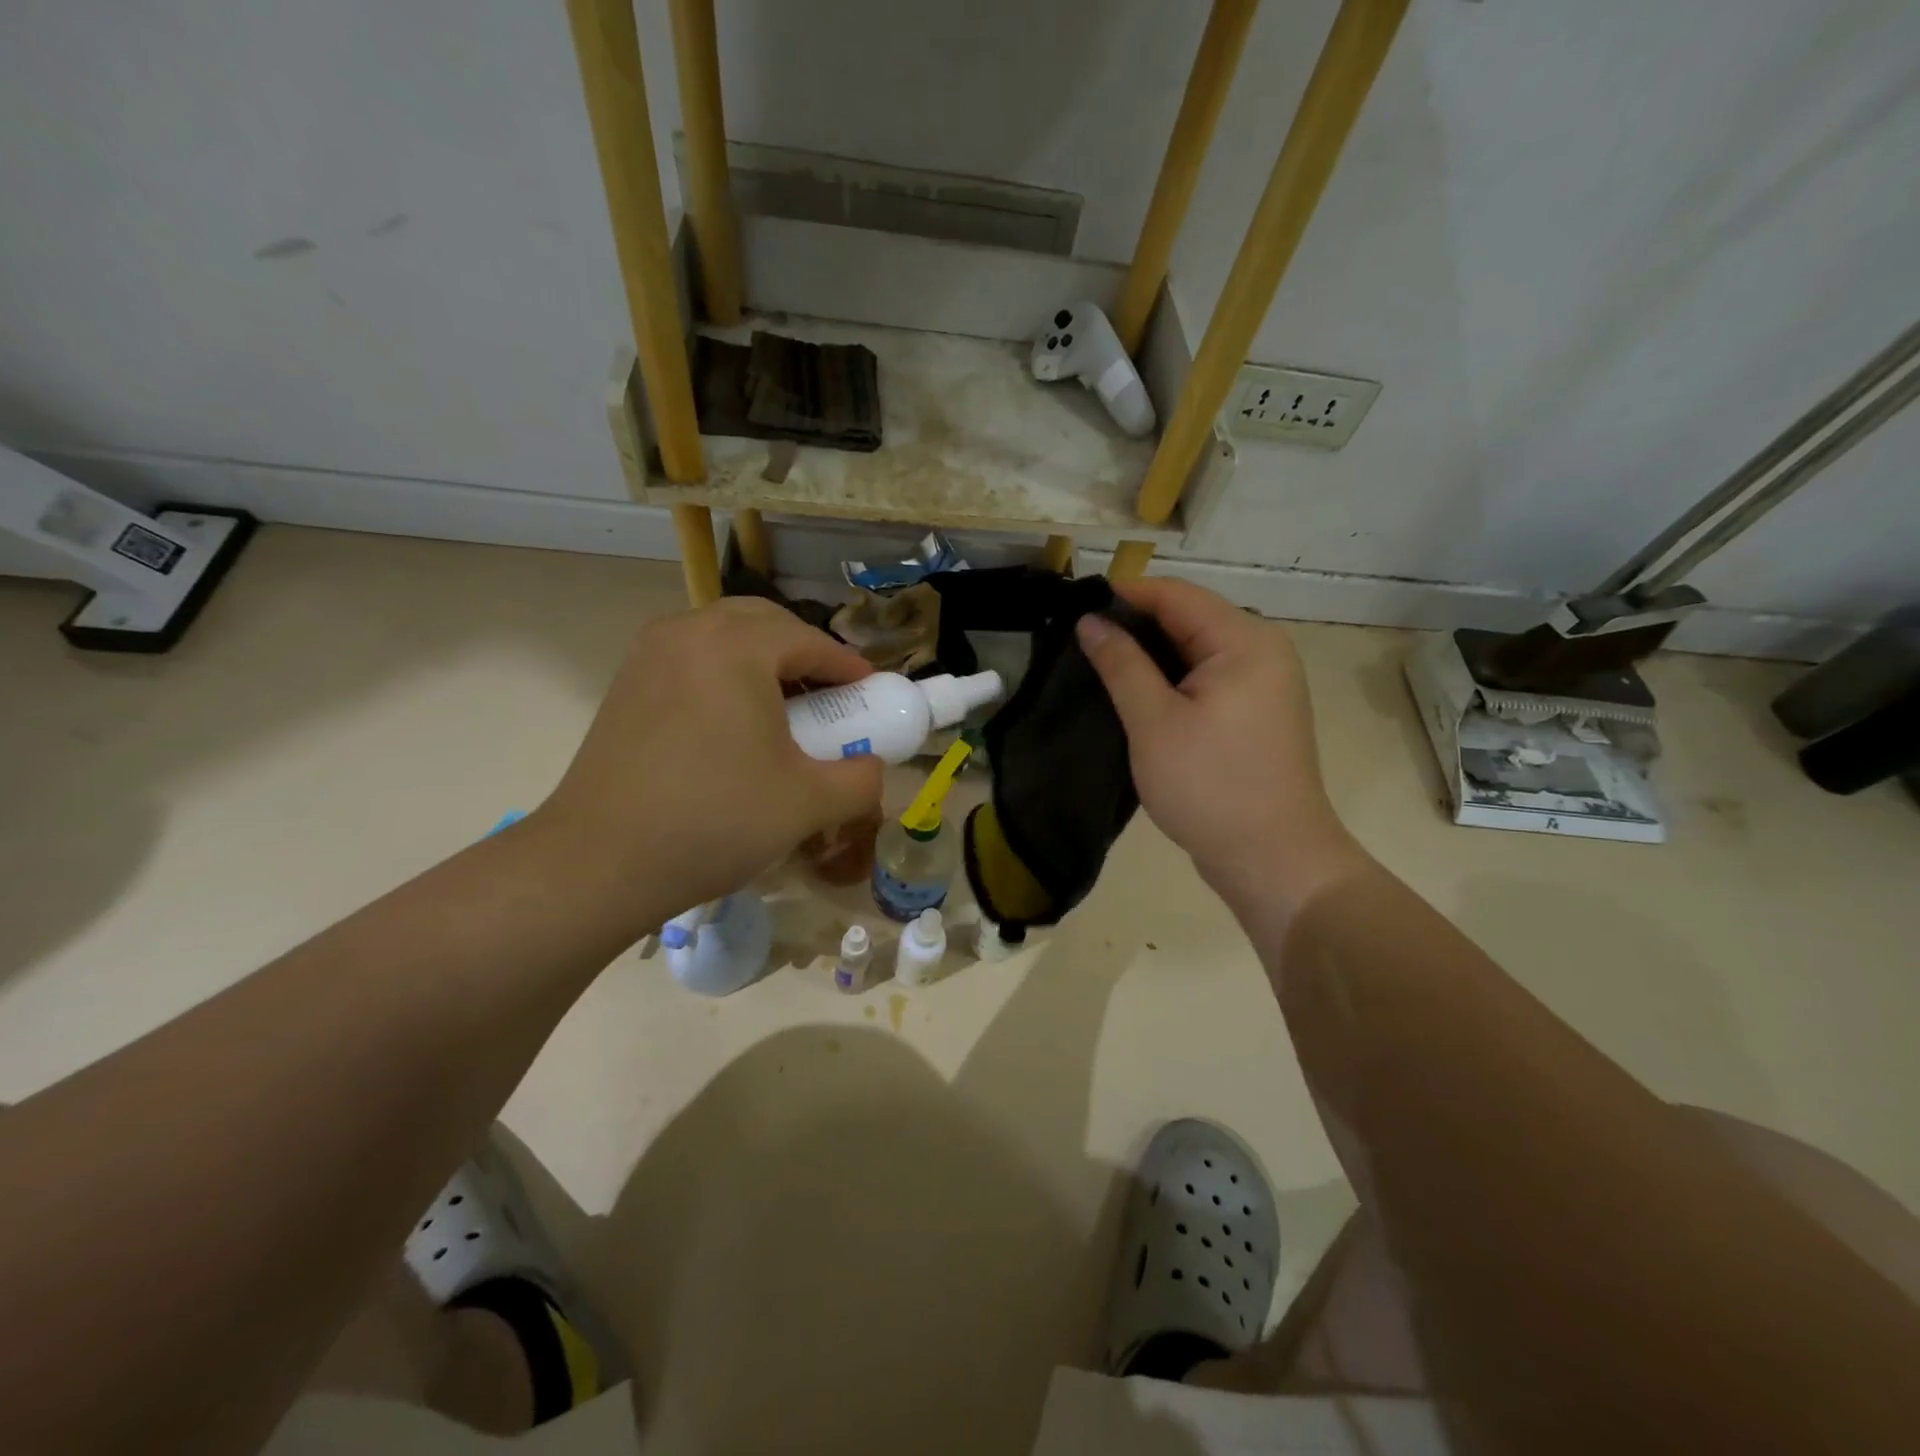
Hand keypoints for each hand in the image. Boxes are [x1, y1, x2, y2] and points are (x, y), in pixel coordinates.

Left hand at [538, 597, 882, 926]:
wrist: (598, 862)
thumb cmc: (714, 820)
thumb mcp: (808, 803)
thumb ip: (861, 779)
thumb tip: (872, 767)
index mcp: (735, 646)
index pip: (809, 640)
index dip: (848, 668)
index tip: (872, 694)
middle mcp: (688, 632)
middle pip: (764, 624)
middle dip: (804, 653)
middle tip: (829, 697)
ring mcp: (648, 656)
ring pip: (722, 638)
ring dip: (762, 662)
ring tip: (783, 711)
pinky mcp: (625, 685)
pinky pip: (691, 661)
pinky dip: (724, 676)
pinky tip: (733, 726)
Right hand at [1076, 579, 1365, 907]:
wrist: (1273, 859)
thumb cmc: (1211, 786)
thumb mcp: (1154, 722)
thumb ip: (1121, 664)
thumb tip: (1090, 621)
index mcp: (1244, 641)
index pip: (1176, 595)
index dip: (1125, 595)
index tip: (1075, 607)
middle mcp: (1262, 651)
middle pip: (1189, 618)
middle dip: (1135, 625)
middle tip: (1079, 641)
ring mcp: (1263, 684)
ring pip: (1196, 651)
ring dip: (1150, 655)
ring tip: (1098, 665)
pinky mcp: (1256, 713)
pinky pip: (1207, 679)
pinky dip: (1171, 680)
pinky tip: (1135, 694)